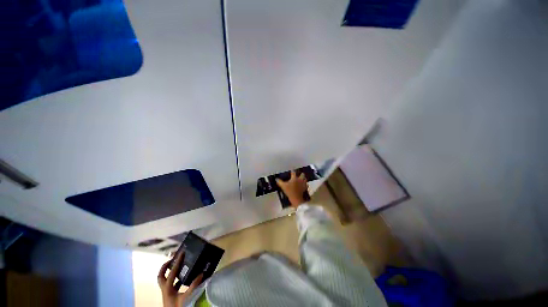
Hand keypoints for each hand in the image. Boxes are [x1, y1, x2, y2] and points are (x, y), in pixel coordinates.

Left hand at [158, 251, 202, 306]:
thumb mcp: (186, 297)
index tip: (181, 253)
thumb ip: (193, 286)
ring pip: (164, 280)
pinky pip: (171, 284)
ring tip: (178, 266)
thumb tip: (202, 274)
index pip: (172, 272)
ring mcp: (166, 292)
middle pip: (161, 275)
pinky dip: (176, 279)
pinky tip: (183, 278)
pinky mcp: (170, 295)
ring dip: (169, 272)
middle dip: (165, 267)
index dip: (177, 262)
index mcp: (167, 288)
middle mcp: (165, 289)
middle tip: (172, 259)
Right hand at [276, 171, 307, 207]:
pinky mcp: (305, 188)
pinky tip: (303, 185)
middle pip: (302, 174)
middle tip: (298, 175)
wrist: (296, 199)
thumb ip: (279, 182)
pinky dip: (305, 185)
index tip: (291, 171)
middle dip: (300, 174)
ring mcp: (303, 184)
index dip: (292, 171)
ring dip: (304, 179)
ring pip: (305, 179)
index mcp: (294, 178)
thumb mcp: (283, 186)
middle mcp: (300, 179)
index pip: (293, 172)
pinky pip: (306, 185)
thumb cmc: (289, 191)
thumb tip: (276, 179)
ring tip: (301, 179)